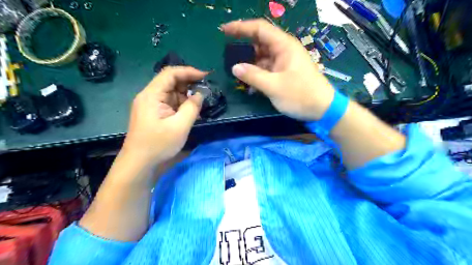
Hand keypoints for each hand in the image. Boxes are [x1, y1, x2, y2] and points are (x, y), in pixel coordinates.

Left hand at [121, 67, 206, 166]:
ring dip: (186, 96)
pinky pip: (170, 103)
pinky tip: (190, 112)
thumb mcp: (180, 126)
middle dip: (189, 84)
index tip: (205, 76)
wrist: (139, 164)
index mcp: (152, 95)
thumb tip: (200, 94)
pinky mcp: (154, 113)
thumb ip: (192, 107)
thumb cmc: (158, 145)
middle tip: (205, 91)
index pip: (170, 73)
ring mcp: (151, 105)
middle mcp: (149, 96)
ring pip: (171, 93)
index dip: (189, 71)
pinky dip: (181, 105)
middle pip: (170, 82)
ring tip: (199, 105)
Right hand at [222, 19, 335, 120]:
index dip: (241, 27)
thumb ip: (253, 76)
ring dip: (250, 63)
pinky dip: (258, 73)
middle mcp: (284, 50)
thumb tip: (235, 67)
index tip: (224, 31)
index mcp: (284, 46)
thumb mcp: (274, 86)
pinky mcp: (285, 73)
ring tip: (236, 71)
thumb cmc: (301, 95)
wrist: (322, 109)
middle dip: (244, 47)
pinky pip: (267, 68)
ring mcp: (285, 62)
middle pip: (260, 42)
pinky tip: (249, 82)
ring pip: (263, 57)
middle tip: (228, 55)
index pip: (260, 29)